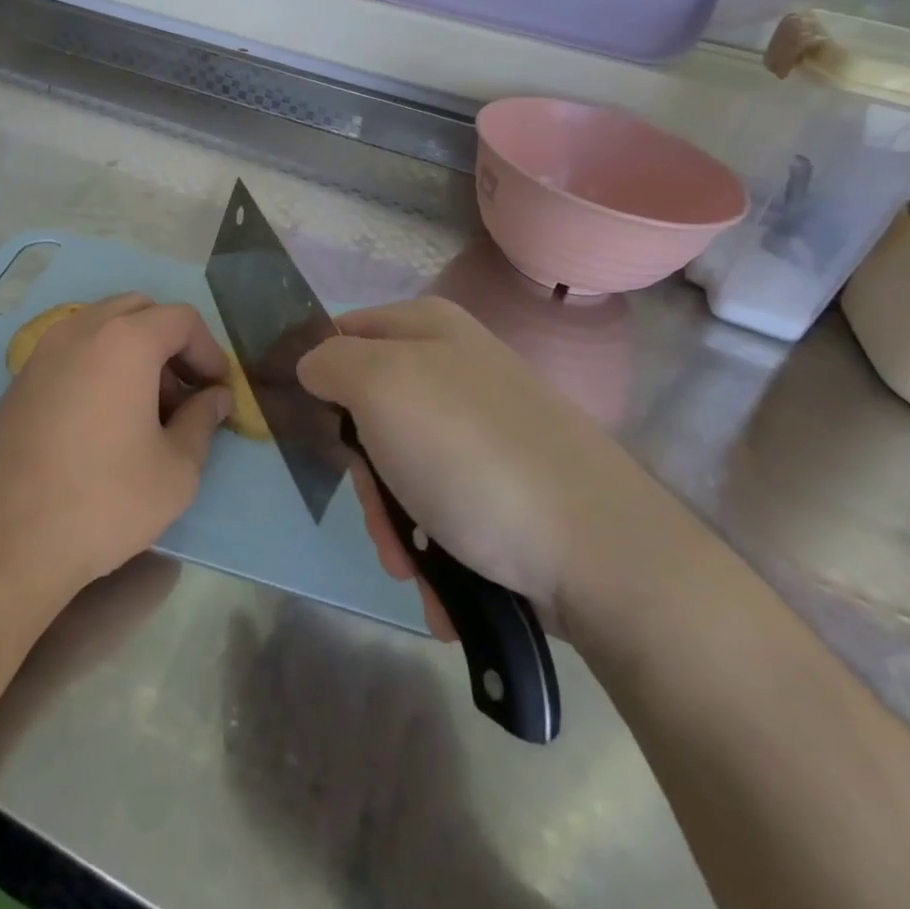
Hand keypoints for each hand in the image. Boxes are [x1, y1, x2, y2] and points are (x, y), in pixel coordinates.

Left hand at [0, 294, 231, 600]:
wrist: (5, 542)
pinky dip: (100, 364)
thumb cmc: (103, 501)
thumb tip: (215, 398)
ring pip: (103, 327)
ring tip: (146, 409)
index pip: (181, 319)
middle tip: (184, 394)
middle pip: (140, 311)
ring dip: (135, 352)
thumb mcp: (176, 470)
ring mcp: (44, 351)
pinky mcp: (20, 378)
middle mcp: (81, 330)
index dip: (209, 350)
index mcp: (124, 340)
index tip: (218, 390)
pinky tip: (104, 418)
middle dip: (171, 344)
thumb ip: (203, 421)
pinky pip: (73, 350)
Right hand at [297, 296, 666, 636]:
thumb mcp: (380, 386)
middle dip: (364, 474)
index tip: (309, 431)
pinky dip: (433, 542)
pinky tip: (442, 580)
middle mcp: (456, 367)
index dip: (317, 377)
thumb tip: (313, 368)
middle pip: (370, 411)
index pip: (341, 333)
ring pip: (402, 466)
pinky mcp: (507, 481)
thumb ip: (329, 362)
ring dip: (395, 521)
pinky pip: (443, 502)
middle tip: (375, 513)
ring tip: (411, 564)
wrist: (599, 551)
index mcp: (427, 328)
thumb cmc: (469, 455)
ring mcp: (485, 427)